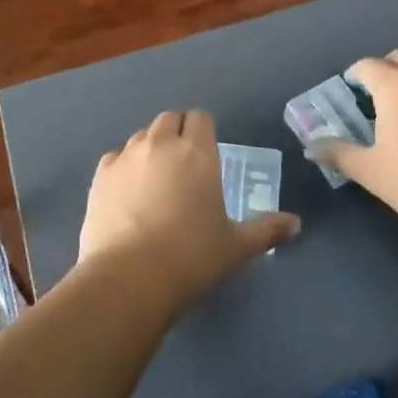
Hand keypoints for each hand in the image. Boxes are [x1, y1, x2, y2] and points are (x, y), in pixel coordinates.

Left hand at [81, 110, 300, 314]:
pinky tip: (127, 193)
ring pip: (140, 136)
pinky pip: (115, 158)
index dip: (204, 130)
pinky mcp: (100, 176)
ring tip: (155, 179)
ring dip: (150, 148)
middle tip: (184, 164)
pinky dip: (123, 167)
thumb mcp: (236, 247)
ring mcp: (126, 157)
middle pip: (169, 119)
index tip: (207, 153)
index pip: (200, 118)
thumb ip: (267, 230)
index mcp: (197, 153)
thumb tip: (296, 224)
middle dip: (177, 133)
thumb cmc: (191, 259)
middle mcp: (161, 144)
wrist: (128, 279)